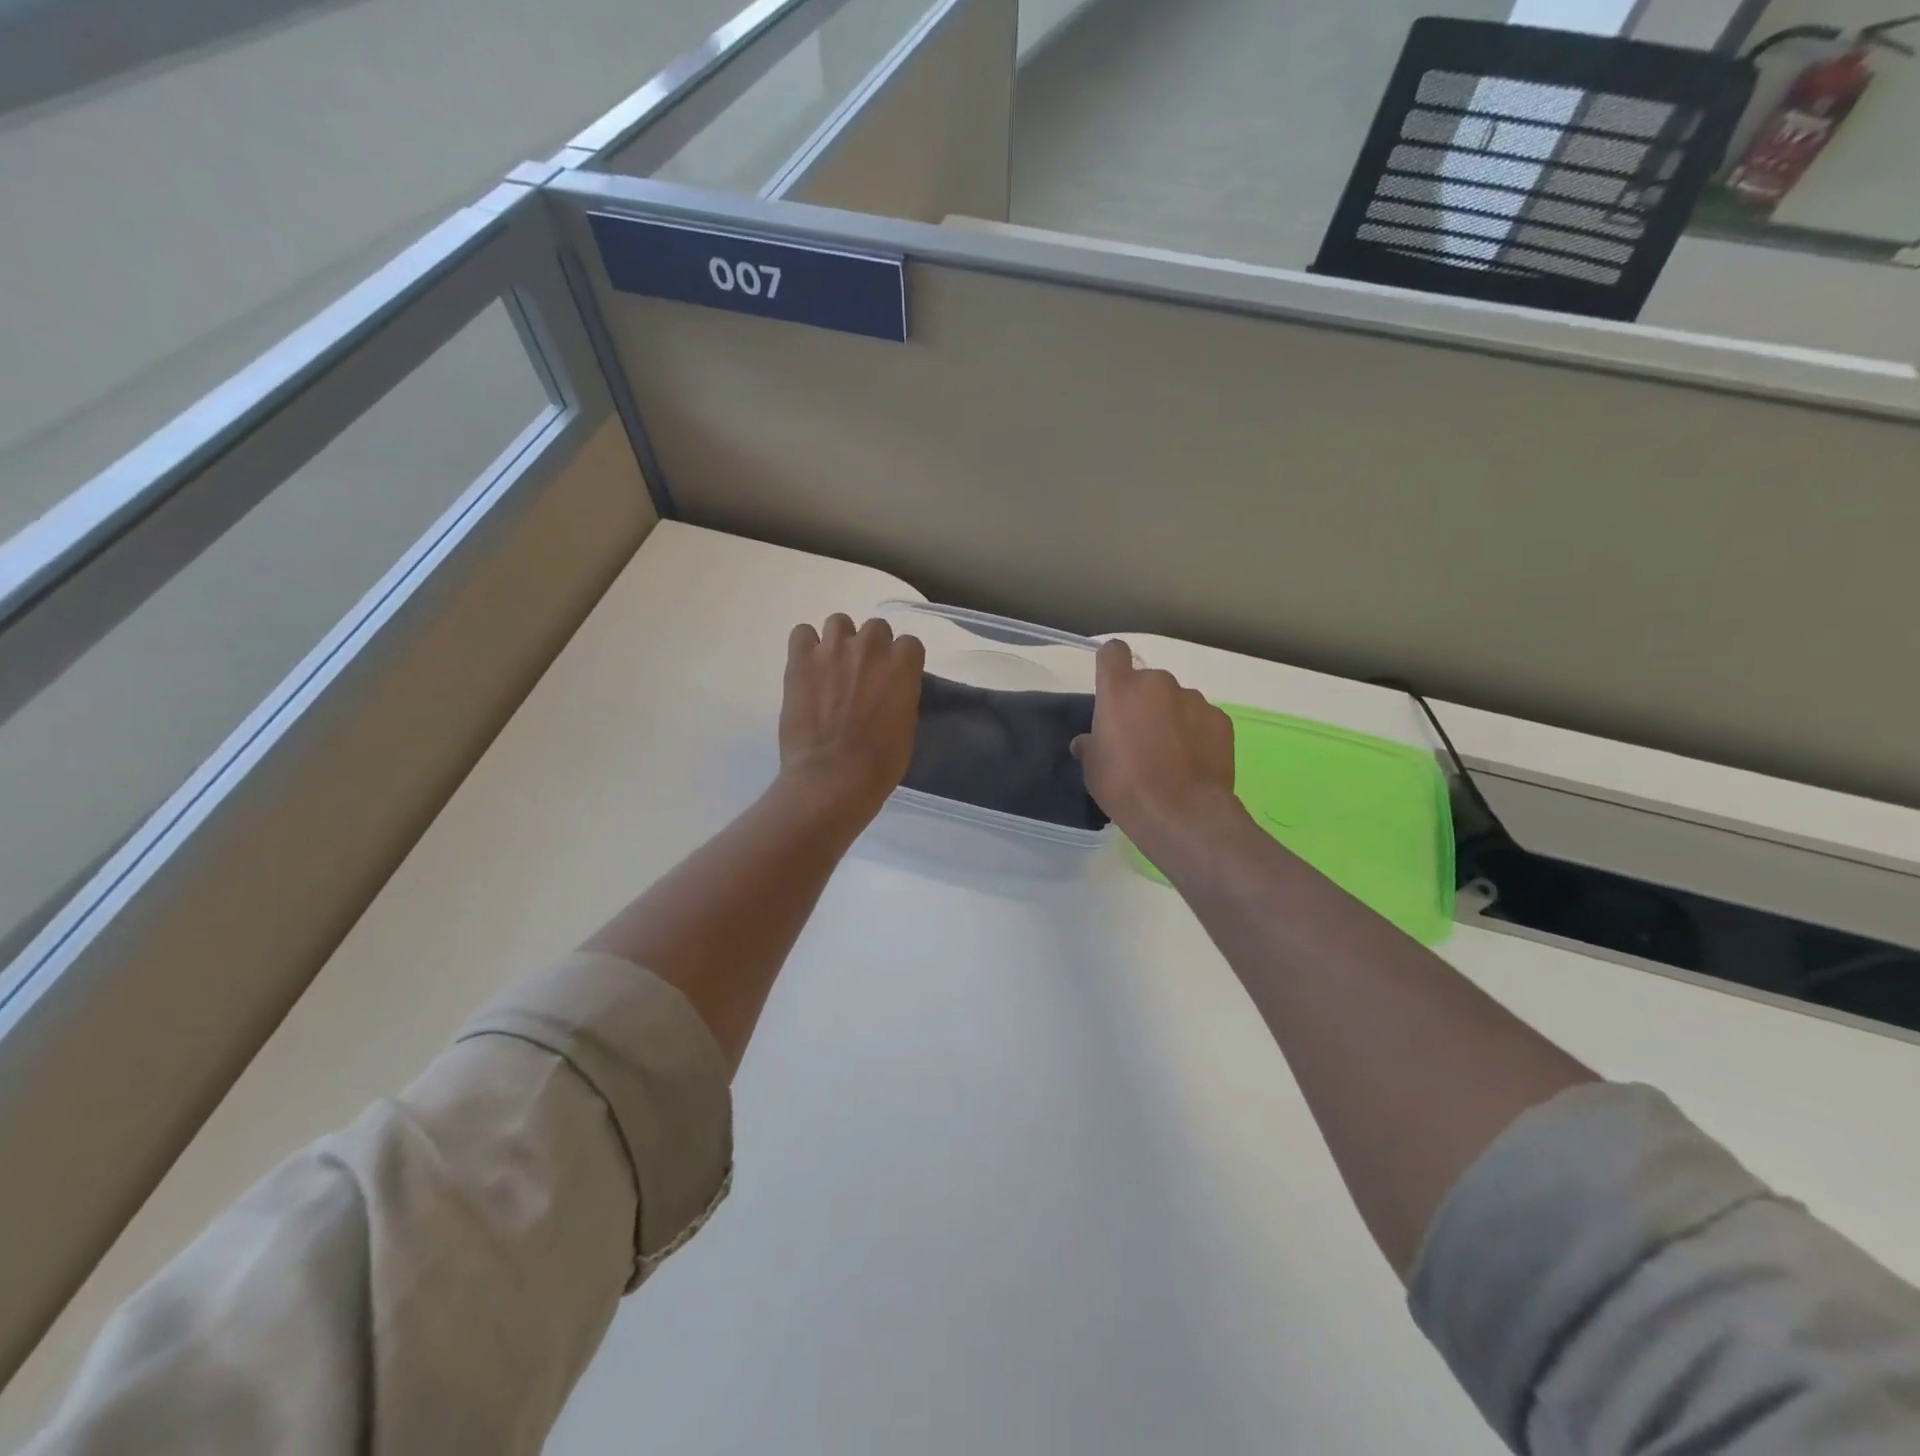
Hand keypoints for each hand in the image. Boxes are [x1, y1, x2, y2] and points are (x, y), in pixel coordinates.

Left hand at [780, 614, 924, 817]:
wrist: (832, 777)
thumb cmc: (879, 763)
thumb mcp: (906, 727)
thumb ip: (900, 696)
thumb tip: (889, 691)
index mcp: (902, 666)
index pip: (910, 644)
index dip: (901, 661)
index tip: (894, 678)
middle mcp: (870, 648)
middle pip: (876, 628)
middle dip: (872, 648)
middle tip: (862, 674)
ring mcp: (832, 650)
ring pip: (839, 622)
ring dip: (839, 641)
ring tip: (832, 667)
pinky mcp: (800, 660)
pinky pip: (802, 633)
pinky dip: (806, 647)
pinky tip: (807, 668)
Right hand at [1074, 639, 1237, 850]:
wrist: (1182, 813)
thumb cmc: (1125, 786)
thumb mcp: (1093, 768)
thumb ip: (1090, 745)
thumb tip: (1087, 742)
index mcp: (1120, 689)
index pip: (1113, 652)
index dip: (1111, 664)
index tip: (1111, 687)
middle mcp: (1158, 683)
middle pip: (1147, 681)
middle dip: (1143, 701)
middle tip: (1140, 735)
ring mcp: (1193, 699)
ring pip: (1177, 700)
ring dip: (1171, 717)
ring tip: (1171, 753)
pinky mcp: (1220, 719)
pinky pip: (1201, 718)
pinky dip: (1196, 732)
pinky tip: (1193, 761)